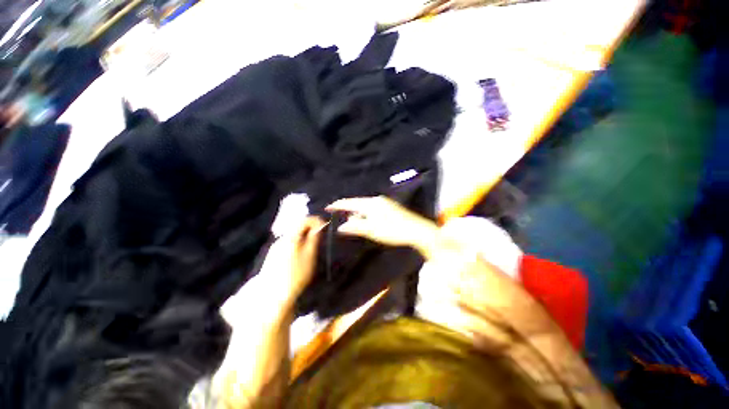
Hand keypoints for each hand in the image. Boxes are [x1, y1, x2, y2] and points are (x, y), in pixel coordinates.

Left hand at [261, 216, 325, 301]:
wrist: (274, 294)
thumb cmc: (296, 274)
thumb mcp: (310, 255)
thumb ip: (314, 238)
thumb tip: (318, 226)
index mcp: (291, 237)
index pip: (304, 220)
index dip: (316, 220)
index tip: (325, 226)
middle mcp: (281, 238)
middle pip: (297, 226)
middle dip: (310, 228)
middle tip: (320, 236)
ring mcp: (276, 246)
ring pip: (293, 234)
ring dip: (304, 235)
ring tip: (313, 245)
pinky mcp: (273, 254)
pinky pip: (288, 242)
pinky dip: (297, 242)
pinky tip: (301, 254)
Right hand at [326, 196, 439, 255]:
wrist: (417, 230)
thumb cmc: (393, 231)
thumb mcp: (372, 230)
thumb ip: (356, 227)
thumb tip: (341, 226)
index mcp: (371, 203)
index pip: (350, 202)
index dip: (338, 205)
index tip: (328, 207)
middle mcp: (377, 200)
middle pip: (357, 202)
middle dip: (347, 208)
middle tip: (337, 213)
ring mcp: (385, 203)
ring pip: (365, 205)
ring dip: (356, 211)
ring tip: (349, 217)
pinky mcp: (390, 208)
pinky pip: (372, 208)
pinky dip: (365, 213)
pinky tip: (364, 218)